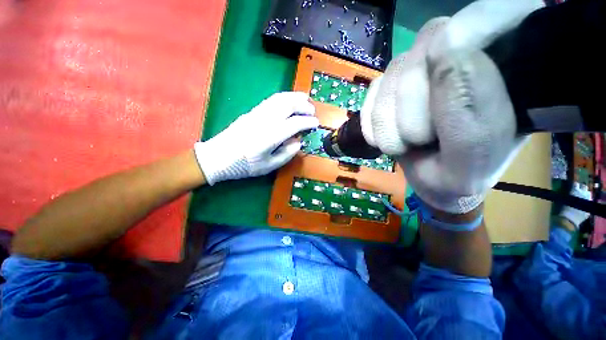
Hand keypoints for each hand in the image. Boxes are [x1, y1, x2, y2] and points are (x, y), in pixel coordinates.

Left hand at [194, 92, 318, 184]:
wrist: (218, 157)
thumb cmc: (244, 165)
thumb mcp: (268, 166)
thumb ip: (286, 154)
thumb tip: (298, 142)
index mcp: (271, 135)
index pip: (295, 124)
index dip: (308, 122)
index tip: (316, 124)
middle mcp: (265, 120)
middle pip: (288, 105)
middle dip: (303, 106)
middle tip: (312, 111)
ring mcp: (257, 113)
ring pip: (279, 98)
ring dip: (294, 97)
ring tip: (305, 99)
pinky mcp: (252, 112)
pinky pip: (271, 100)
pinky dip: (283, 97)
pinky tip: (288, 100)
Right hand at [361, 0, 542, 213]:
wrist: (435, 182)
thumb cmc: (463, 175)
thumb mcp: (472, 161)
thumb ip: (470, 119)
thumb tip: (445, 54)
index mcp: (511, 66)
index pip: (494, 12)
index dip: (464, 38)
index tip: (443, 93)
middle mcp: (466, 54)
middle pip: (428, 42)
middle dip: (412, 100)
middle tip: (418, 139)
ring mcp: (424, 68)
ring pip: (393, 69)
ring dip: (387, 118)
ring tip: (402, 144)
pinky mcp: (395, 85)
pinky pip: (373, 90)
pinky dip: (372, 121)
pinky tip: (385, 139)